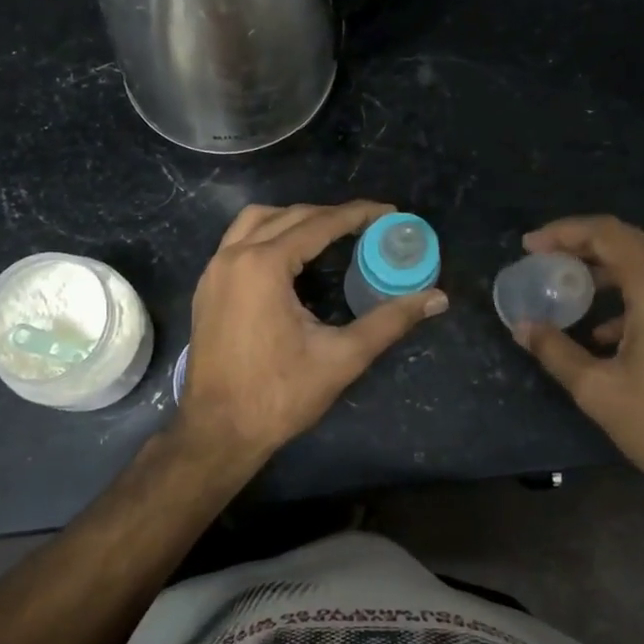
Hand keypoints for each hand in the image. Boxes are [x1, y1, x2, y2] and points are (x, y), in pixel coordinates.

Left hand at [177, 201, 447, 463]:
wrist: (217, 431)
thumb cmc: (279, 395)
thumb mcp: (342, 357)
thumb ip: (390, 321)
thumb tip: (436, 298)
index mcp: (264, 265)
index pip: (319, 224)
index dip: (357, 215)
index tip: (389, 212)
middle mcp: (234, 256)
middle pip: (288, 216)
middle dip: (329, 215)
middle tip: (367, 225)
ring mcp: (214, 270)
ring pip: (255, 221)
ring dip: (293, 219)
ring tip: (328, 234)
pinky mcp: (206, 287)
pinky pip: (237, 241)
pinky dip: (267, 235)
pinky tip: (289, 258)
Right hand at [512, 216, 643, 512]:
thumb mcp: (599, 390)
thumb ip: (555, 350)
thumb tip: (522, 327)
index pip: (606, 233)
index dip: (563, 232)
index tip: (530, 247)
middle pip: (630, 245)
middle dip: (583, 250)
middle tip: (546, 263)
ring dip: (609, 274)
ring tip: (574, 294)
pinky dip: (635, 297)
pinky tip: (611, 335)